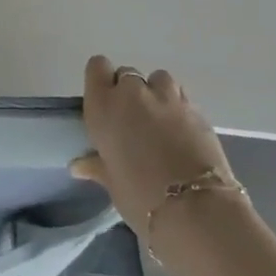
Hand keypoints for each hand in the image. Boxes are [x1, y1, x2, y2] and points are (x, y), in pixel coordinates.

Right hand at [70, 55, 241, 238]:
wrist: (196, 208)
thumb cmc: (140, 197)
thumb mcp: (112, 183)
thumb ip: (97, 165)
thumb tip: (79, 166)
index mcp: (103, 106)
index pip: (97, 67)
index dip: (101, 80)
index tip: (104, 100)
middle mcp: (133, 93)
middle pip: (127, 74)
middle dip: (128, 92)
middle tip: (132, 121)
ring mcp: (167, 97)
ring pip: (158, 79)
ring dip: (155, 94)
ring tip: (159, 120)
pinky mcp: (197, 109)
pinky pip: (181, 96)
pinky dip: (177, 107)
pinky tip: (180, 131)